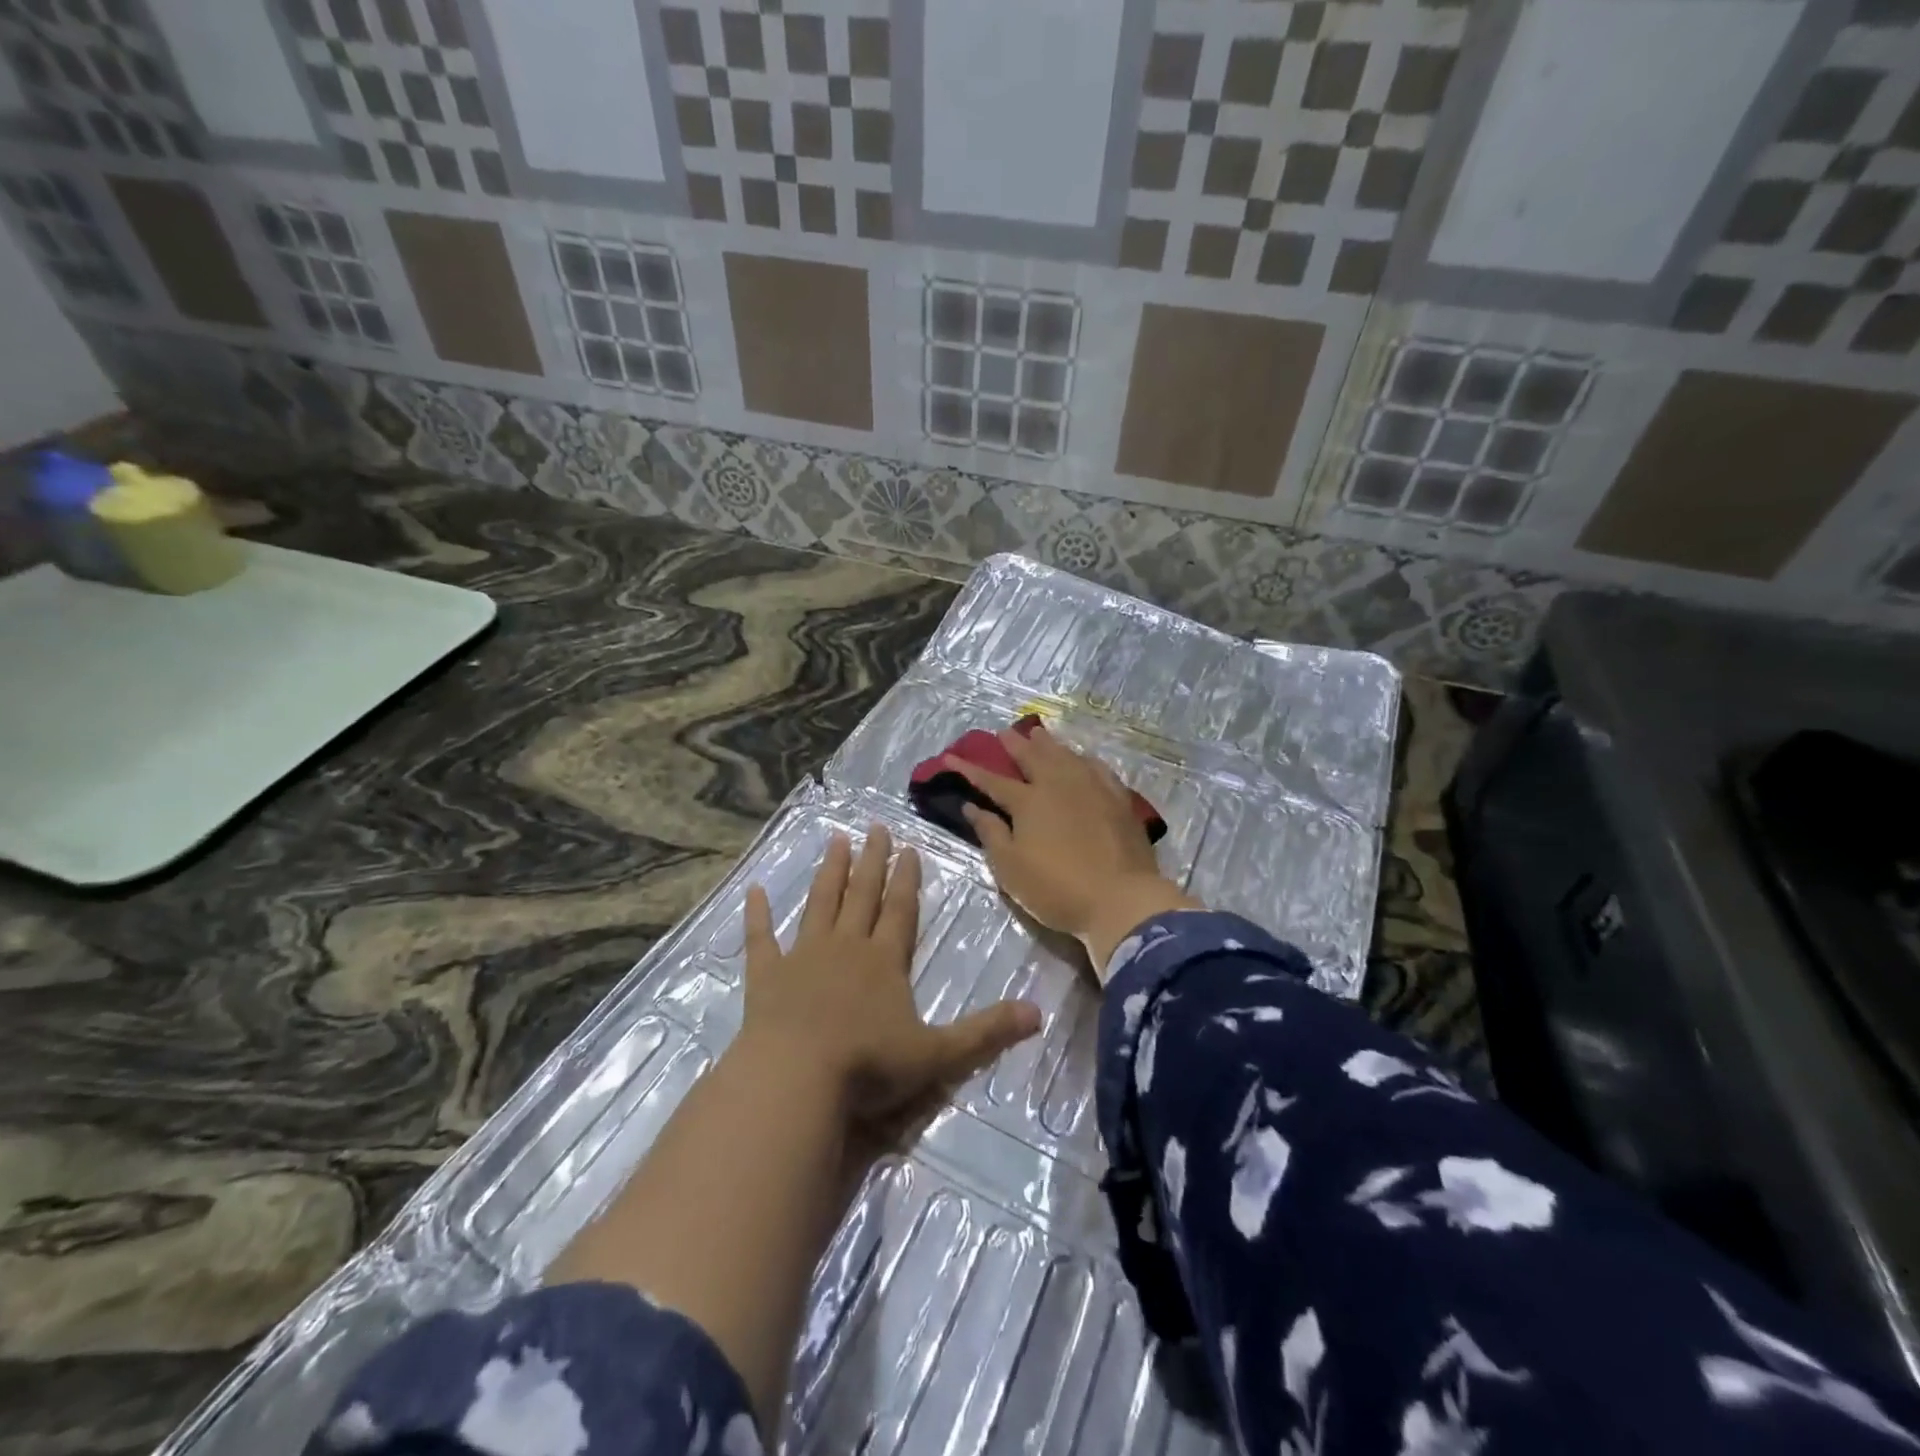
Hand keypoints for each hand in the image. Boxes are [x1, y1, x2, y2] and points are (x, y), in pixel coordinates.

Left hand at [739, 825, 1040, 1136]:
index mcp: (885, 961)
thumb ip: (986, 1032)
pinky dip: (757, 915)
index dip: (907, 879)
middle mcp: (846, 948)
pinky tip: (754, 891)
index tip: (909, 847)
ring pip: (820, 904)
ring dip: (829, 873)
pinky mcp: (767, 977)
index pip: (901, 910)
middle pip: (862, 895)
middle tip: (875, 827)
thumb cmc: (868, 1066)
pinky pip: (761, 939)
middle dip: (872, 861)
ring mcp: (803, 958)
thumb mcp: (938, 1054)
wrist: (795, 1079)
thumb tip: (1039, 1013)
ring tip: (835, 840)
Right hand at [942, 723, 1200, 978]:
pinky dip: (1083, 759)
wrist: (1121, 899)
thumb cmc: (1057, 888)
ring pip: (1065, 756)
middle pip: (1033, 758)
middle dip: (1014, 745)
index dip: (970, 769)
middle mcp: (1058, 785)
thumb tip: (971, 807)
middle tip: (1003, 732)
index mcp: (1028, 802)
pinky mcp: (1118, 799)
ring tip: (1038, 734)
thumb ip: (990, 833)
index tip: (950, 756)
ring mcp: (1092, 788)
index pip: (992, 781)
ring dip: (1048, 744)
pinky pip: (1097, 768)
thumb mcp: (1011, 868)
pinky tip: (1082, 758)